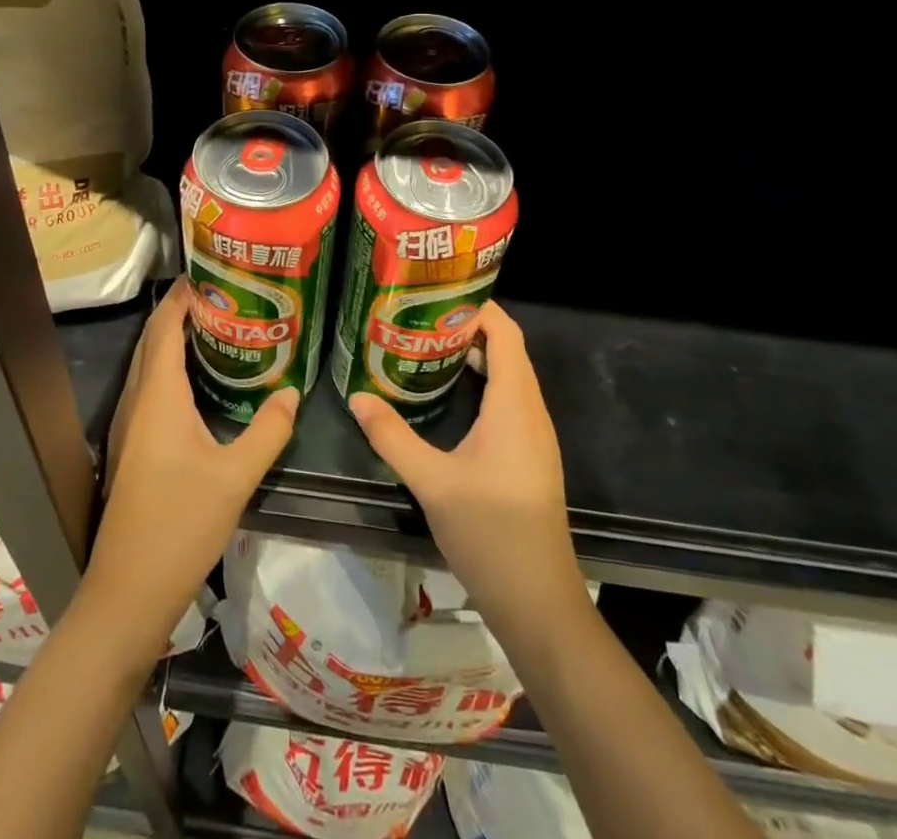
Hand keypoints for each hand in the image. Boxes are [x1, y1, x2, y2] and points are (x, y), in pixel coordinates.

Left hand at [84, 279, 299, 645]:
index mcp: (157, 397)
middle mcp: (136, 402)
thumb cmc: (180, 526)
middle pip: (152, 341)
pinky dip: (169, 368)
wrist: (128, 591)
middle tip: (222, 296)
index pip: (165, 328)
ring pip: (147, 365)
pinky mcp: (130, 447)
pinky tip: (197, 382)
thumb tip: (293, 393)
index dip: (182, 297)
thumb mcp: (236, 477)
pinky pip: (148, 389)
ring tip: (215, 327)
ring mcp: (128, 426)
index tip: (211, 274)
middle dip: (180, 312)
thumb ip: (268, 431)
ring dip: (173, 340)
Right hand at [349, 302, 581, 629]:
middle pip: (506, 349)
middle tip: (416, 317)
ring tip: (422, 345)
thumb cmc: (491, 533)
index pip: (505, 332)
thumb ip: (392, 437)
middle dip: (465, 326)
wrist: (539, 602)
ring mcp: (532, 435)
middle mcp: (530, 411)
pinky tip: (443, 395)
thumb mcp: (432, 482)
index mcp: (515, 405)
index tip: (433, 294)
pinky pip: (506, 400)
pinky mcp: (527, 455)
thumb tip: (357, 397)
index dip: (476, 306)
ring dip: (471, 356)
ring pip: (506, 376)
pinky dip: (478, 383)